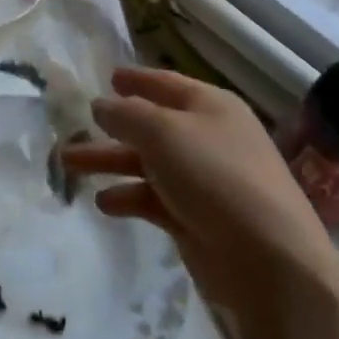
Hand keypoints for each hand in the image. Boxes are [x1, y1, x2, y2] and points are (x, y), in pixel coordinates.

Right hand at [61, 66, 335, 306]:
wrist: (270, 262)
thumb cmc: (215, 177)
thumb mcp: (163, 132)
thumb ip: (126, 114)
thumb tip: (100, 105)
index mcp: (210, 107)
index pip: (166, 83)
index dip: (136, 79)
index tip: (108, 77)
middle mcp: (207, 138)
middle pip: (150, 126)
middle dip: (110, 126)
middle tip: (72, 125)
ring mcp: (203, 181)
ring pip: (146, 163)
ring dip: (109, 161)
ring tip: (68, 163)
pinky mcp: (196, 219)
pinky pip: (153, 199)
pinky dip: (128, 197)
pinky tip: (104, 202)